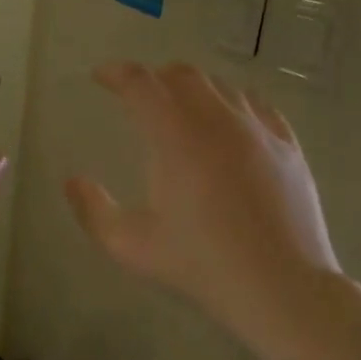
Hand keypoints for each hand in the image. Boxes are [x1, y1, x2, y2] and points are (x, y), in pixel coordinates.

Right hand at [65, 61, 338, 347]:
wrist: (281, 286)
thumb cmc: (201, 265)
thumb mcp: (131, 245)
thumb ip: (93, 211)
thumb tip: (72, 182)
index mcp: (176, 138)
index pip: (140, 84)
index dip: (116, 73)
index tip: (101, 77)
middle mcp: (218, 120)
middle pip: (183, 75)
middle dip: (155, 78)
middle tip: (139, 95)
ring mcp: (259, 129)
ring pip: (222, 86)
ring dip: (194, 87)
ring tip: (182, 107)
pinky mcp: (288, 145)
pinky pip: (258, 104)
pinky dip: (234, 101)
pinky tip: (230, 120)